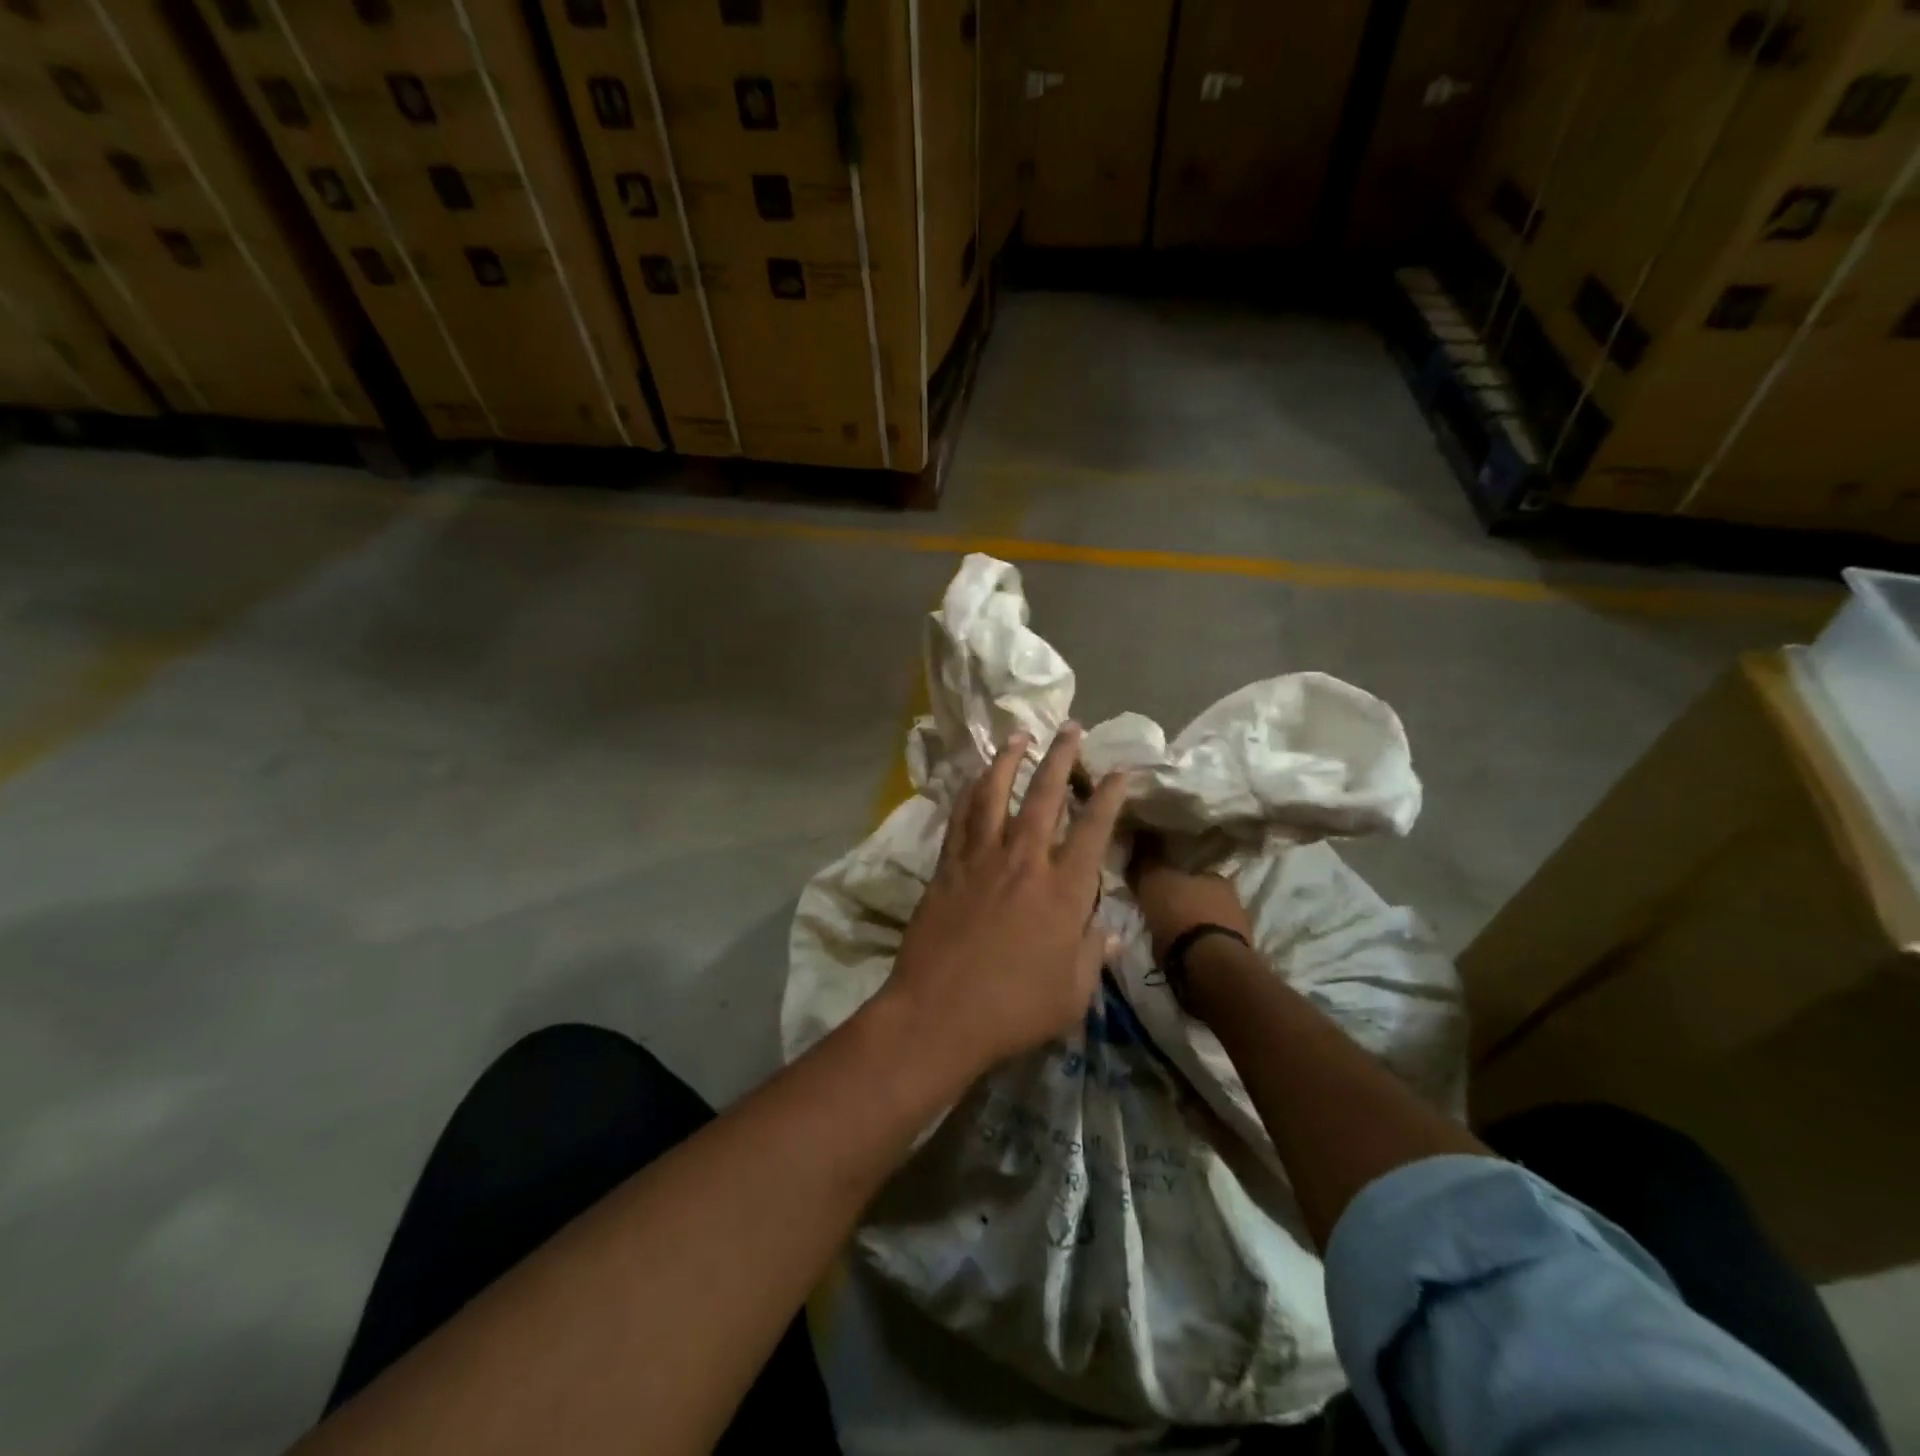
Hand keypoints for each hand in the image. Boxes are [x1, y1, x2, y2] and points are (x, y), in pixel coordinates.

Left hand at [886, 724, 1128, 1079]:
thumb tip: (1112, 930)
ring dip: (1009, 761)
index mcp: (1064, 892)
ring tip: (1019, 736)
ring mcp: (981, 859)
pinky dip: (969, 791)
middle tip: (1070, 727)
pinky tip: (973, 777)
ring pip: (996, 795)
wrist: (939, 1014)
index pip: (1094, 829)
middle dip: (1060, 757)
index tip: (1120, 771)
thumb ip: (1093, 954)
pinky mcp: (947, 866)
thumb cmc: (1013, 1010)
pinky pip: (960, 817)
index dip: (1110, 796)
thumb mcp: (1072, 994)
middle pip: (1045, 796)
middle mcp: (1025, 862)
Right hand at [1126, 831, 1252, 959]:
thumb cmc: (1181, 915)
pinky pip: (1210, 944)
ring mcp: (1238, 929)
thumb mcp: (1154, 881)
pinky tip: (1182, 952)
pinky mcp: (1236, 956)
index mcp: (1215, 875)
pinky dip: (1197, 946)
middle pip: (1200, 896)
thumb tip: (1139, 838)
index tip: (1157, 885)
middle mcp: (1232, 898)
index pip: (1191, 870)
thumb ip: (1147, 861)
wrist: (1209, 964)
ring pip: (1207, 920)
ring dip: (1191, 925)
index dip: (1172, 876)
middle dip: (1183, 902)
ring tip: (1169, 935)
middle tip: (1161, 910)